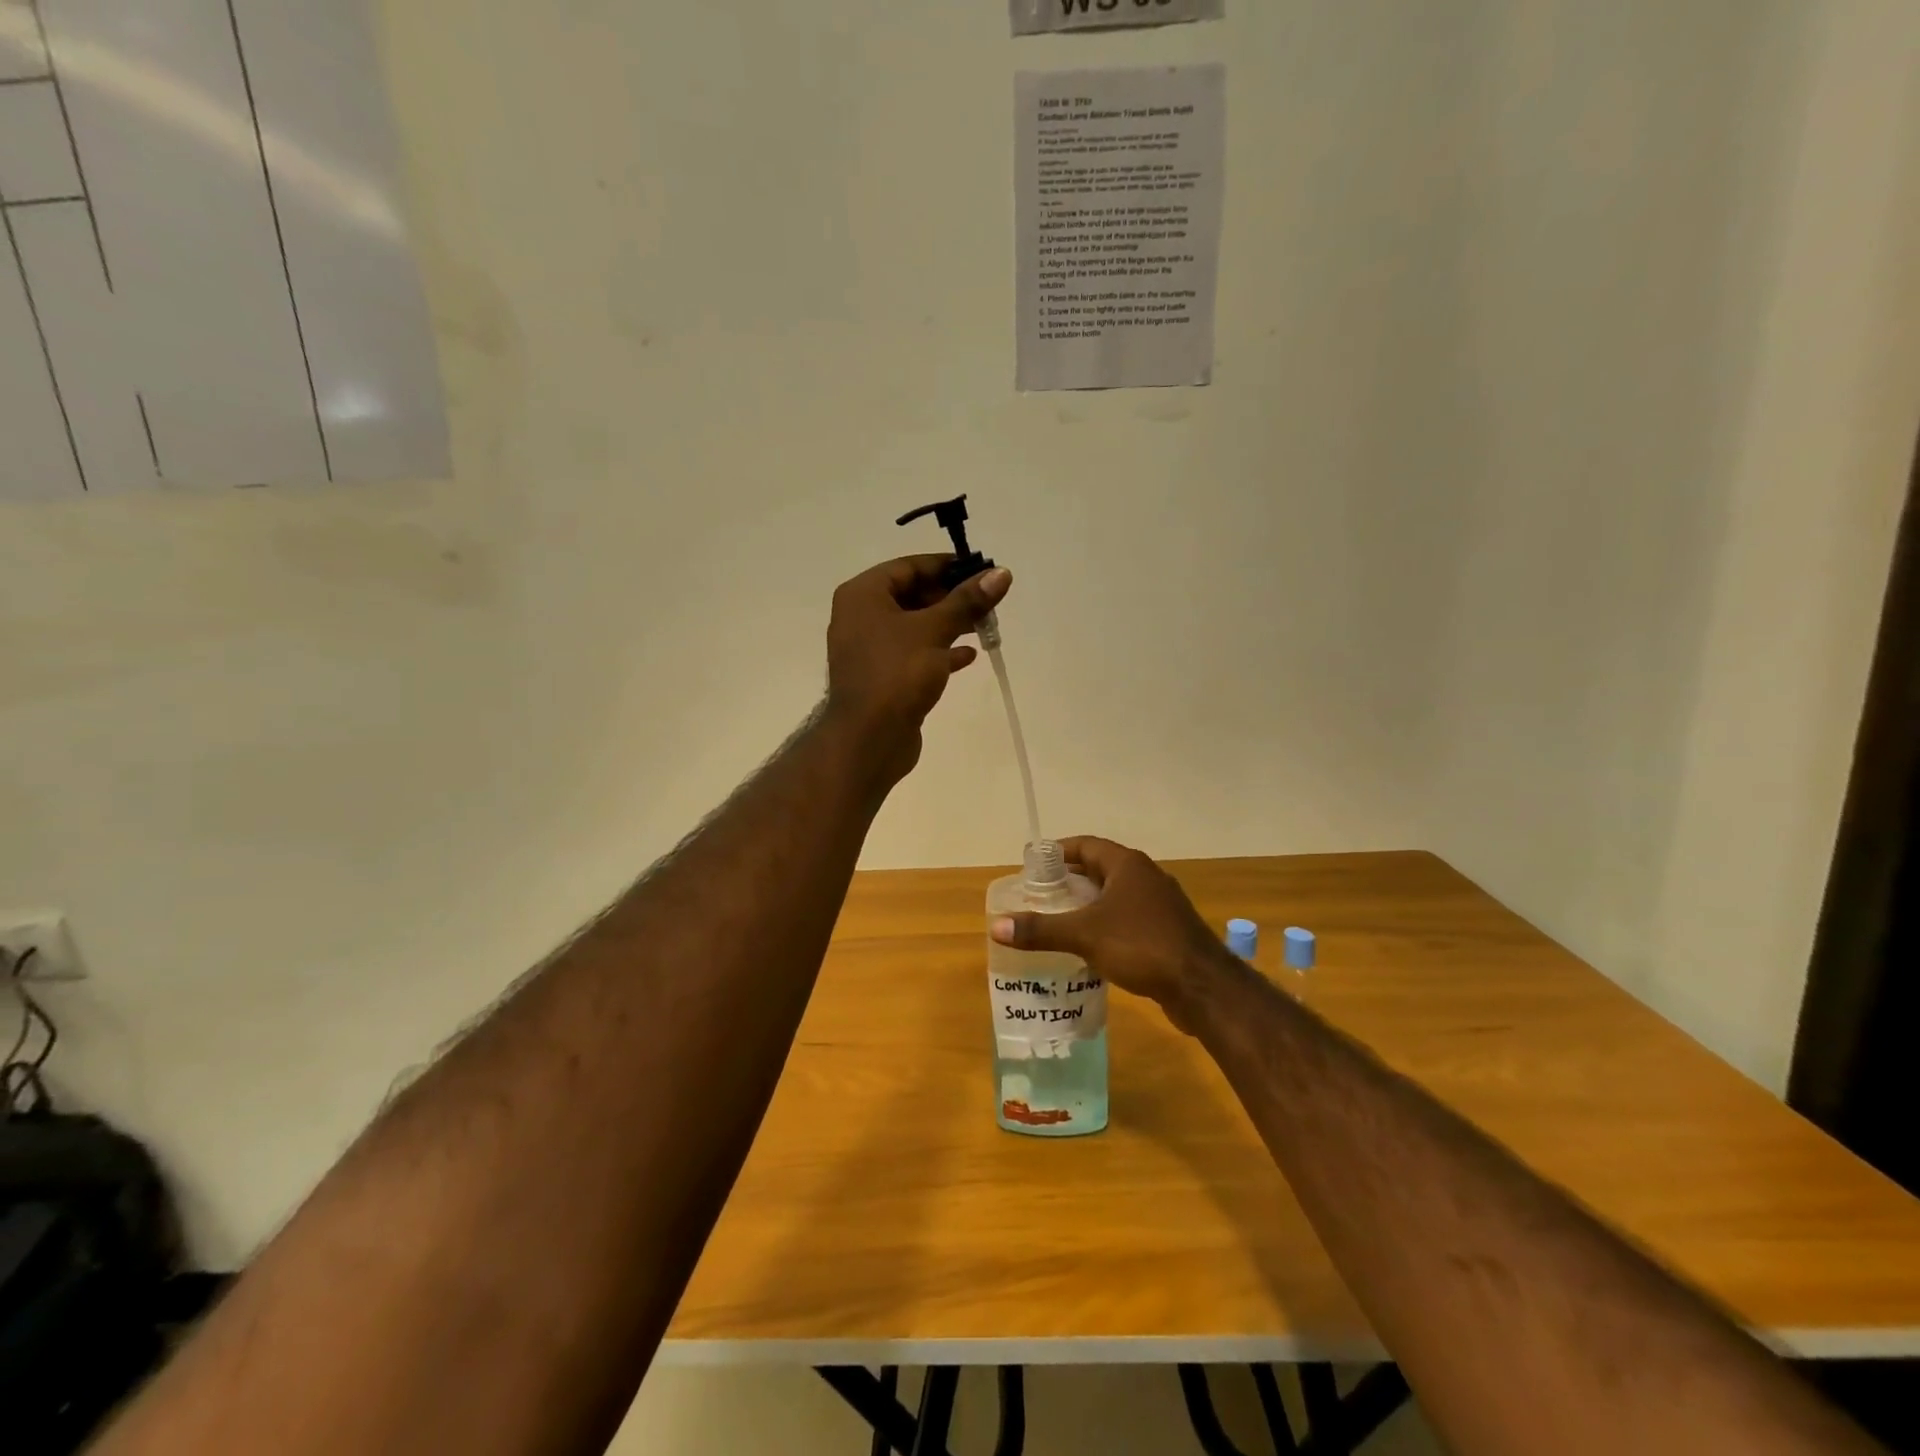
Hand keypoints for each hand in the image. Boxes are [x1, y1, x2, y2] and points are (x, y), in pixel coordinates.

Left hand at [825, 554, 1011, 782]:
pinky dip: (939, 651)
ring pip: (915, 626)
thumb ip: (967, 601)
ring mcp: (870, 650)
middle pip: (912, 595)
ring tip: (985, 626)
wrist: (868, 739)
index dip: (946, 566)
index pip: (908, 566)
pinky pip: (914, 654)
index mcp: (863, 595)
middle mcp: (861, 617)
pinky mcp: (882, 678)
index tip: (981, 570)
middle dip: (951, 598)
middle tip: (987, 601)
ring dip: (949, 625)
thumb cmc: (896, 673)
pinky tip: (968, 656)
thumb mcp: (935, 630)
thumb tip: (1001, 573)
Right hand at [989, 837, 1230, 1033]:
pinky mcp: (1168, 931)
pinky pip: (1129, 919)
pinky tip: (1089, 948)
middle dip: (1070, 880)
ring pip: (1116, 896)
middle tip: (1040, 896)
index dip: (1058, 852)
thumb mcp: (1084, 935)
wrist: (1202, 986)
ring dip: (1089, 905)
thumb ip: (1041, 929)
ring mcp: (1160, 904)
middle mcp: (1145, 877)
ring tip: (1058, 921)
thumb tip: (996, 926)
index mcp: (1127, 865)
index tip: (1033, 865)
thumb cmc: (1142, 945)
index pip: (1086, 845)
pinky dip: (1106, 926)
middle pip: (1100, 869)